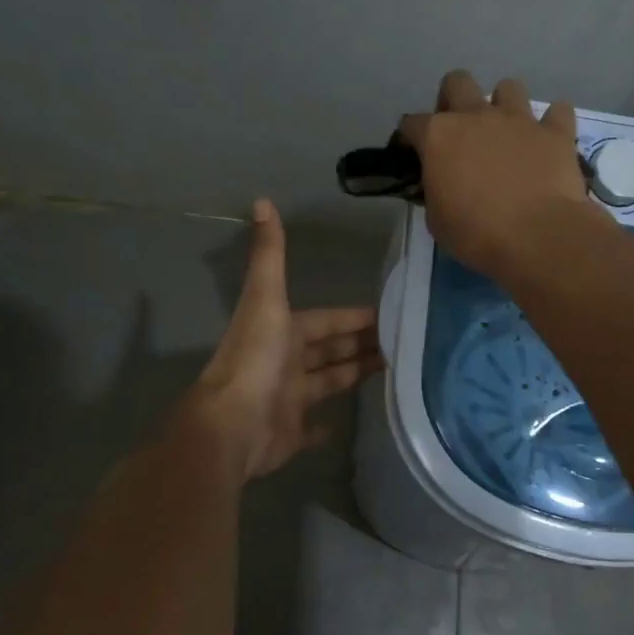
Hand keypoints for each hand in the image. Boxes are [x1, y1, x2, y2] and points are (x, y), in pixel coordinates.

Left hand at [187, 200, 382, 478]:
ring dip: (352, 374)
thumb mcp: (266, 299)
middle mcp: (286, 363)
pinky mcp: (290, 434)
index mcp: (284, 332)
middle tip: (402, 342)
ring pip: (327, 382)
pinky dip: (323, 427)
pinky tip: (343, 424)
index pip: (327, 321)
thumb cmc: (256, 359)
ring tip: (392, 370)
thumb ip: (269, 254)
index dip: (355, 317)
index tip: (389, 314)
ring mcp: (288, 400)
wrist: (231, 426)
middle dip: (360, 344)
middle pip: (330, 350)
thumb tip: (261, 200)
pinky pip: (310, 428)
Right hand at [398, 70, 602, 276]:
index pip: (412, 123)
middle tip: (460, 131)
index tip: (415, 155)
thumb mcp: (437, 220)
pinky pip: (557, 111)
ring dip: (504, 105)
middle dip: (454, 99)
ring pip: (508, 87)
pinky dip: (552, 122)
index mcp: (439, 136)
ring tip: (507, 133)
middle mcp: (477, 115)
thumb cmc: (477, 234)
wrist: (538, 236)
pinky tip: (548, 139)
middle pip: (457, 82)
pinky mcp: (556, 132)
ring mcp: (519, 119)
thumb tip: (441, 183)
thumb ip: (435, 190)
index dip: (411, 138)